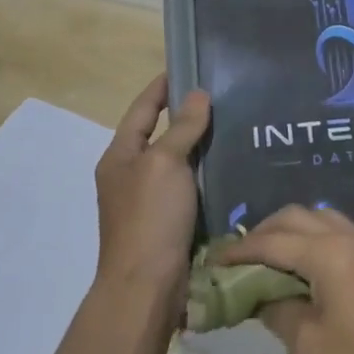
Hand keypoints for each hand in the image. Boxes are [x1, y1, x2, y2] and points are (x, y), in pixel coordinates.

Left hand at [94, 74, 209, 302]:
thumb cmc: (149, 218)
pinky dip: (206, 173)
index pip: (141, 109)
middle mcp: (130, 175)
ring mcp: (148, 201)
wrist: (146, 288)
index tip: (188, 65)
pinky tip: (231, 166)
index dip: (162, 87)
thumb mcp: (164, 164)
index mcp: (119, 157)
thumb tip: (198, 95)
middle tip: (222, 95)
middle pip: (159, 134)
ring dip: (200, 144)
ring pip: (177, 161)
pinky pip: (188, 186)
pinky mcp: (167, 222)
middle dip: (186, 114)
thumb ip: (181, 128)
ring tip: (233, 124)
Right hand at [220, 206, 353, 353]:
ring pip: (322, 220)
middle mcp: (350, 238)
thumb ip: (278, 311)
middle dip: (265, 231)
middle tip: (239, 257)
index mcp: (329, 253)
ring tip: (268, 260)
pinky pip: (340, 235)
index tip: (214, 259)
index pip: (274, 241)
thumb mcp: (307, 348)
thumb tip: (260, 296)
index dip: (240, 249)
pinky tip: (303, 268)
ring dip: (292, 232)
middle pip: (299, 217)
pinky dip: (315, 240)